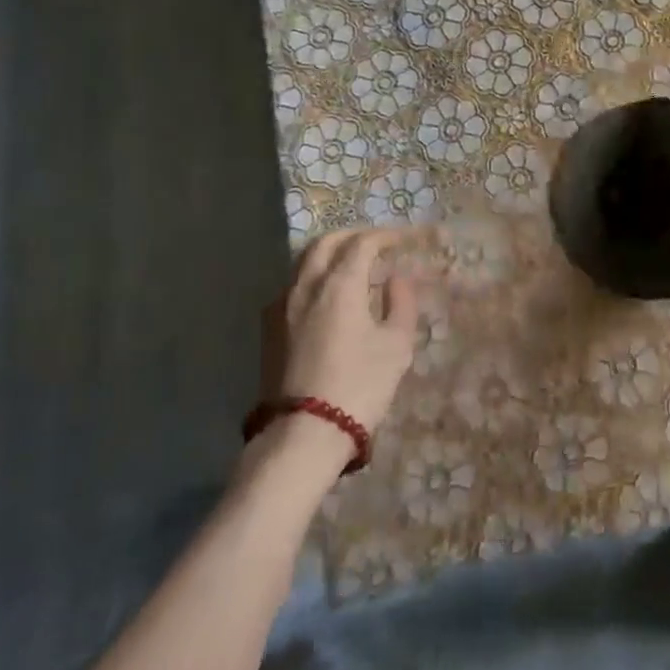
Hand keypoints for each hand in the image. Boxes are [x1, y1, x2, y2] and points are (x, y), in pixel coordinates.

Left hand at [267, 227, 418, 436]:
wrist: (304, 434)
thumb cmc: (359, 386)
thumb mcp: (396, 345)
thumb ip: (401, 303)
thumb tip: (396, 278)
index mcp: (340, 283)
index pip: (362, 243)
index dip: (383, 235)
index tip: (401, 238)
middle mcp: (306, 285)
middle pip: (326, 242)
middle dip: (352, 236)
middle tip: (374, 243)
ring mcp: (282, 305)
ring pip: (304, 262)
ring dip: (328, 253)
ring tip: (349, 264)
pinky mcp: (269, 328)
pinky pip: (292, 285)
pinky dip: (312, 276)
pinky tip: (324, 295)